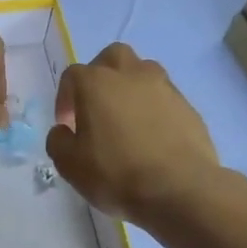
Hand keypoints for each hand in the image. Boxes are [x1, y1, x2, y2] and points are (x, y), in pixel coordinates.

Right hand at [47, 43, 217, 221]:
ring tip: (127, 120)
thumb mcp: (69, 165)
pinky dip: (154, 109)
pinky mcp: (188, 106)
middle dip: (100, 75)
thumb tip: (64, 130)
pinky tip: (152, 136)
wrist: (180, 189)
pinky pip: (164, 98)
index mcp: (96, 83)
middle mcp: (130, 74)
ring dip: (130, 88)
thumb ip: (58, 141)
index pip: (72, 75)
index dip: (65, 99)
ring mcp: (164, 87)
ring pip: (142, 72)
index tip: (68, 125)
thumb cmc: (116, 174)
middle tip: (97, 107)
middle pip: (112, 57)